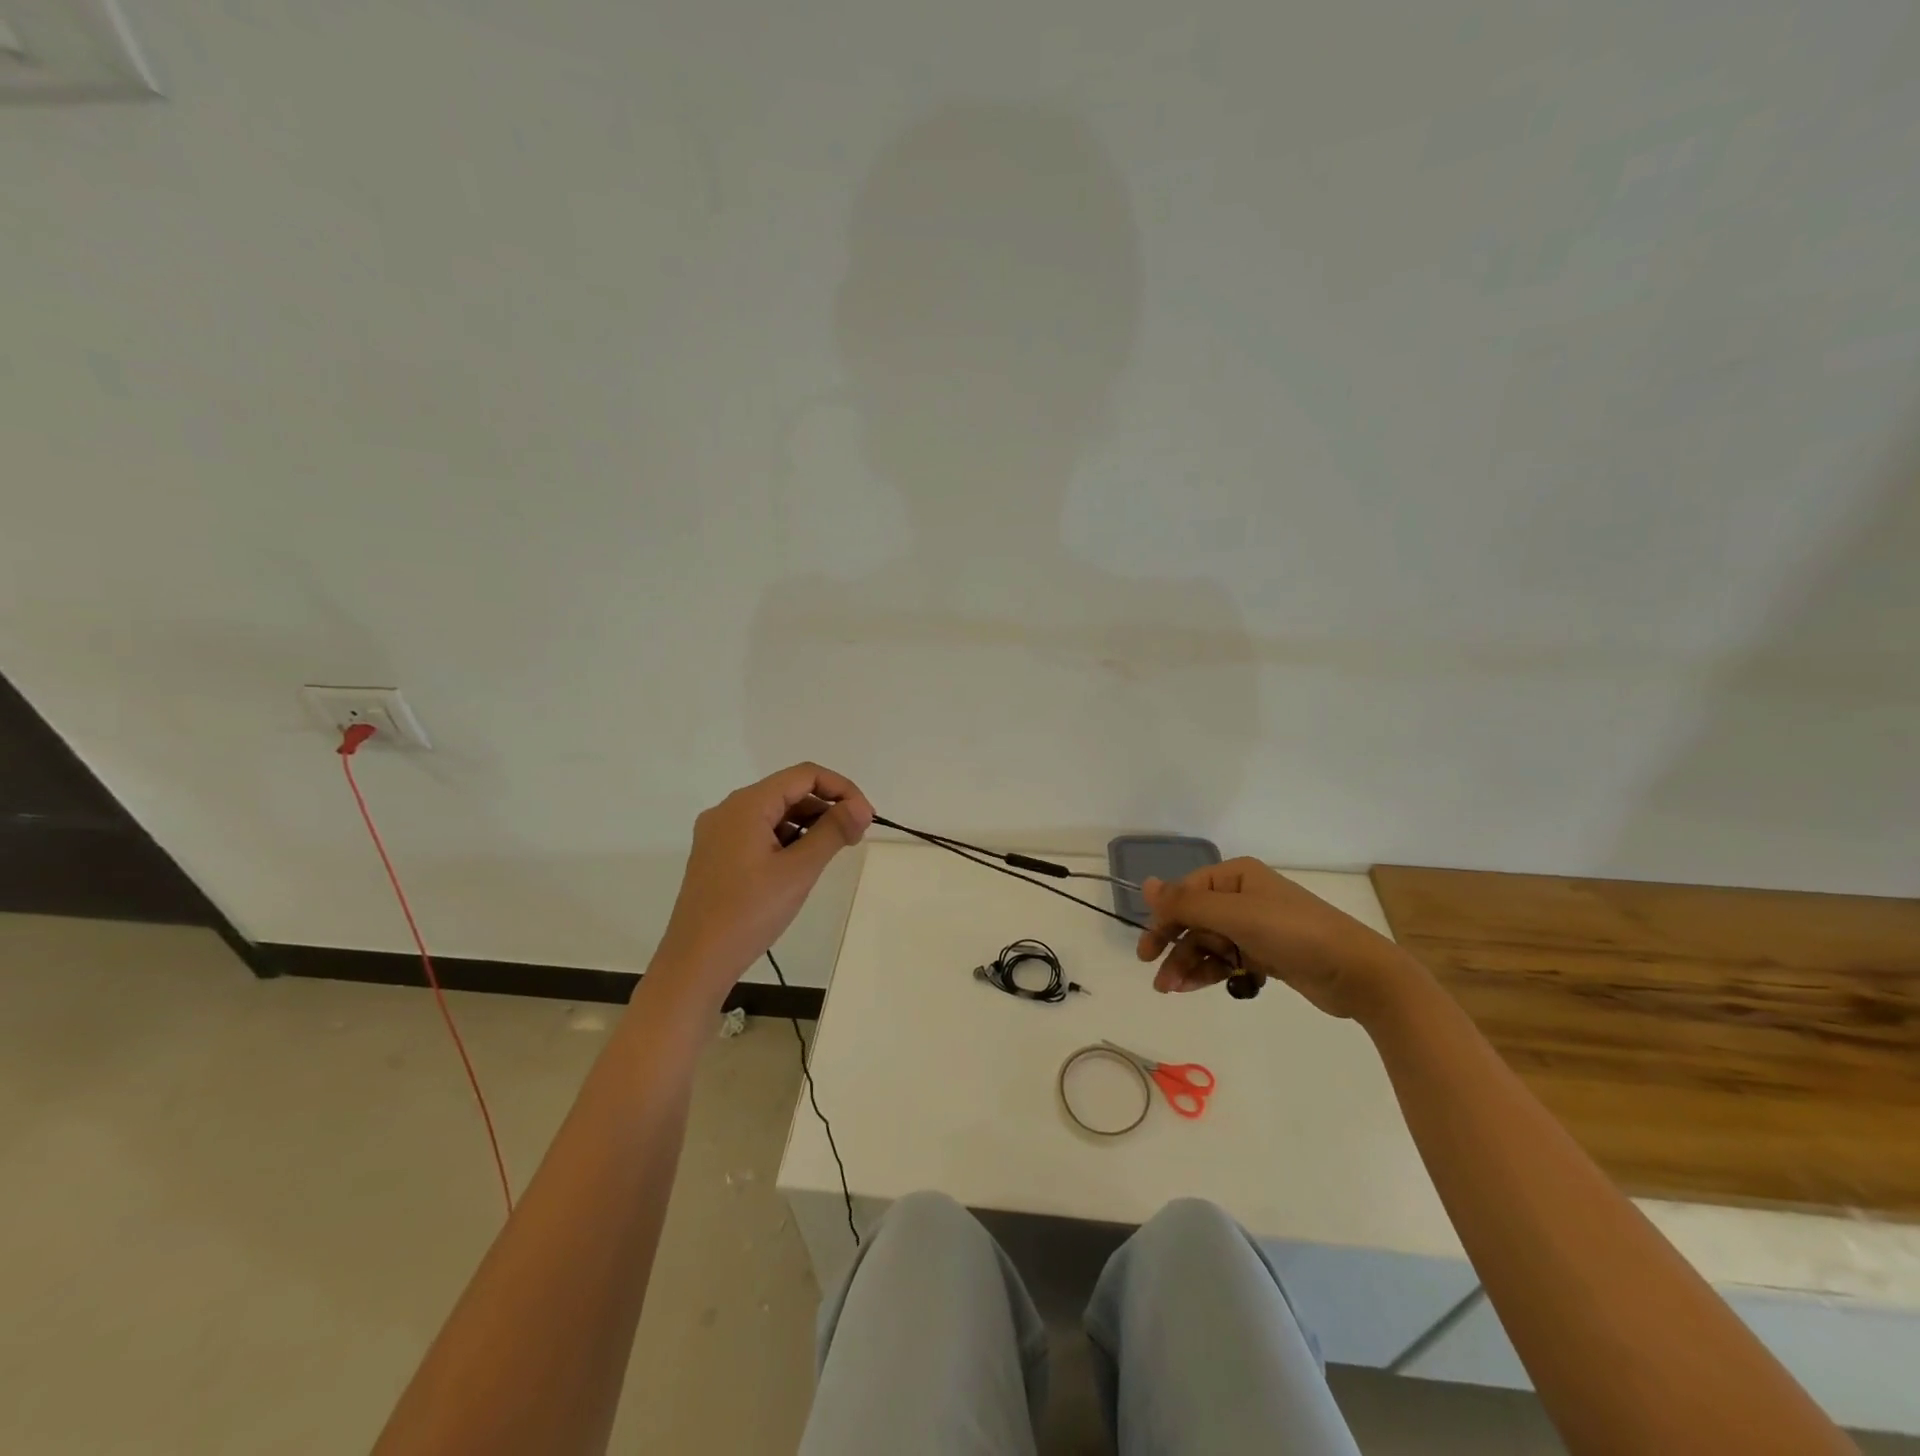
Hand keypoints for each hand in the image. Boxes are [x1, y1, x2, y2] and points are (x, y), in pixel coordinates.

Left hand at [652, 764, 873, 1004]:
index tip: (865, 817)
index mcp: (746, 805)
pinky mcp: (717, 855)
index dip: (841, 789)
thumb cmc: (749, 913)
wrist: (695, 962)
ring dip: (808, 824)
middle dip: (826, 806)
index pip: (804, 775)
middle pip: (788, 791)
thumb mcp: (798, 871)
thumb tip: (861, 808)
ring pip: (774, 813)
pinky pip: (759, 832)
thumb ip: (832, 832)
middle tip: (856, 837)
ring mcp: (719, 833)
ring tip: (833, 851)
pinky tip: (802, 864)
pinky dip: (787, 839)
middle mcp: (728, 810)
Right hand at [1135, 857, 1417, 1020]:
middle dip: (1173, 946)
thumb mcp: (1236, 915)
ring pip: (1206, 943)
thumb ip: (1187, 903)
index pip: (1185, 893)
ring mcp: (1254, 926)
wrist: (1357, 973)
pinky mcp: (1264, 954)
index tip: (1147, 950)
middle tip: (1155, 974)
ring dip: (1187, 964)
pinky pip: (1225, 960)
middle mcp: (1242, 897)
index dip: (1163, 919)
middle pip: (1193, 919)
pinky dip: (1209, 973)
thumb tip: (1144, 885)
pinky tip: (1195, 988)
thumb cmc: (1294, 933)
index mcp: (1235, 877)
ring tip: (1172, 990)